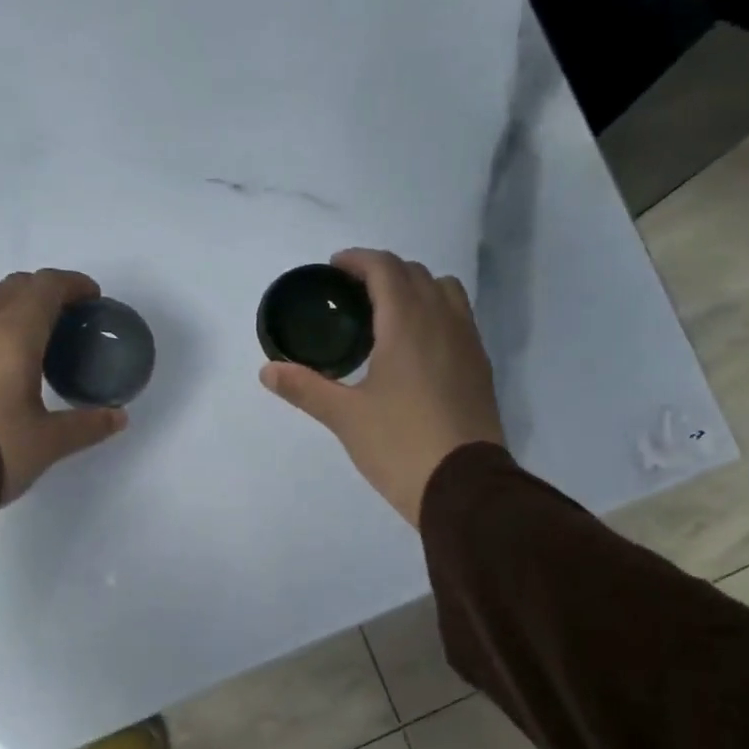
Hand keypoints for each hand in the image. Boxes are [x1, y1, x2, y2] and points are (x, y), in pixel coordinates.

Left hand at [0, 270, 125, 503]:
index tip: (92, 299)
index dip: (73, 285)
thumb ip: (87, 424)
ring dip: (9, 299)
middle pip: (15, 284)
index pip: (47, 286)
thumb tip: (119, 418)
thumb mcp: (49, 441)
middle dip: (44, 292)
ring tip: (24, 331)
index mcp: (15, 331)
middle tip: (64, 320)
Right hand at [260, 249, 504, 525]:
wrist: (464, 487)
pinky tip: (416, 347)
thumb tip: (267, 371)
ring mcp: (468, 343)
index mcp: (407, 324)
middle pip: (416, 273)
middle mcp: (443, 321)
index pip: (385, 268)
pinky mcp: (481, 368)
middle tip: (353, 294)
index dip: (358, 260)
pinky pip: (459, 319)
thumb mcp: (345, 417)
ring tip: (388, 315)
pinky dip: (435, 313)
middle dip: (384, 272)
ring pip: (445, 292)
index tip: (335, 268)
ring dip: (416, 288)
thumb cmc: (400, 445)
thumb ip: (305, 388)